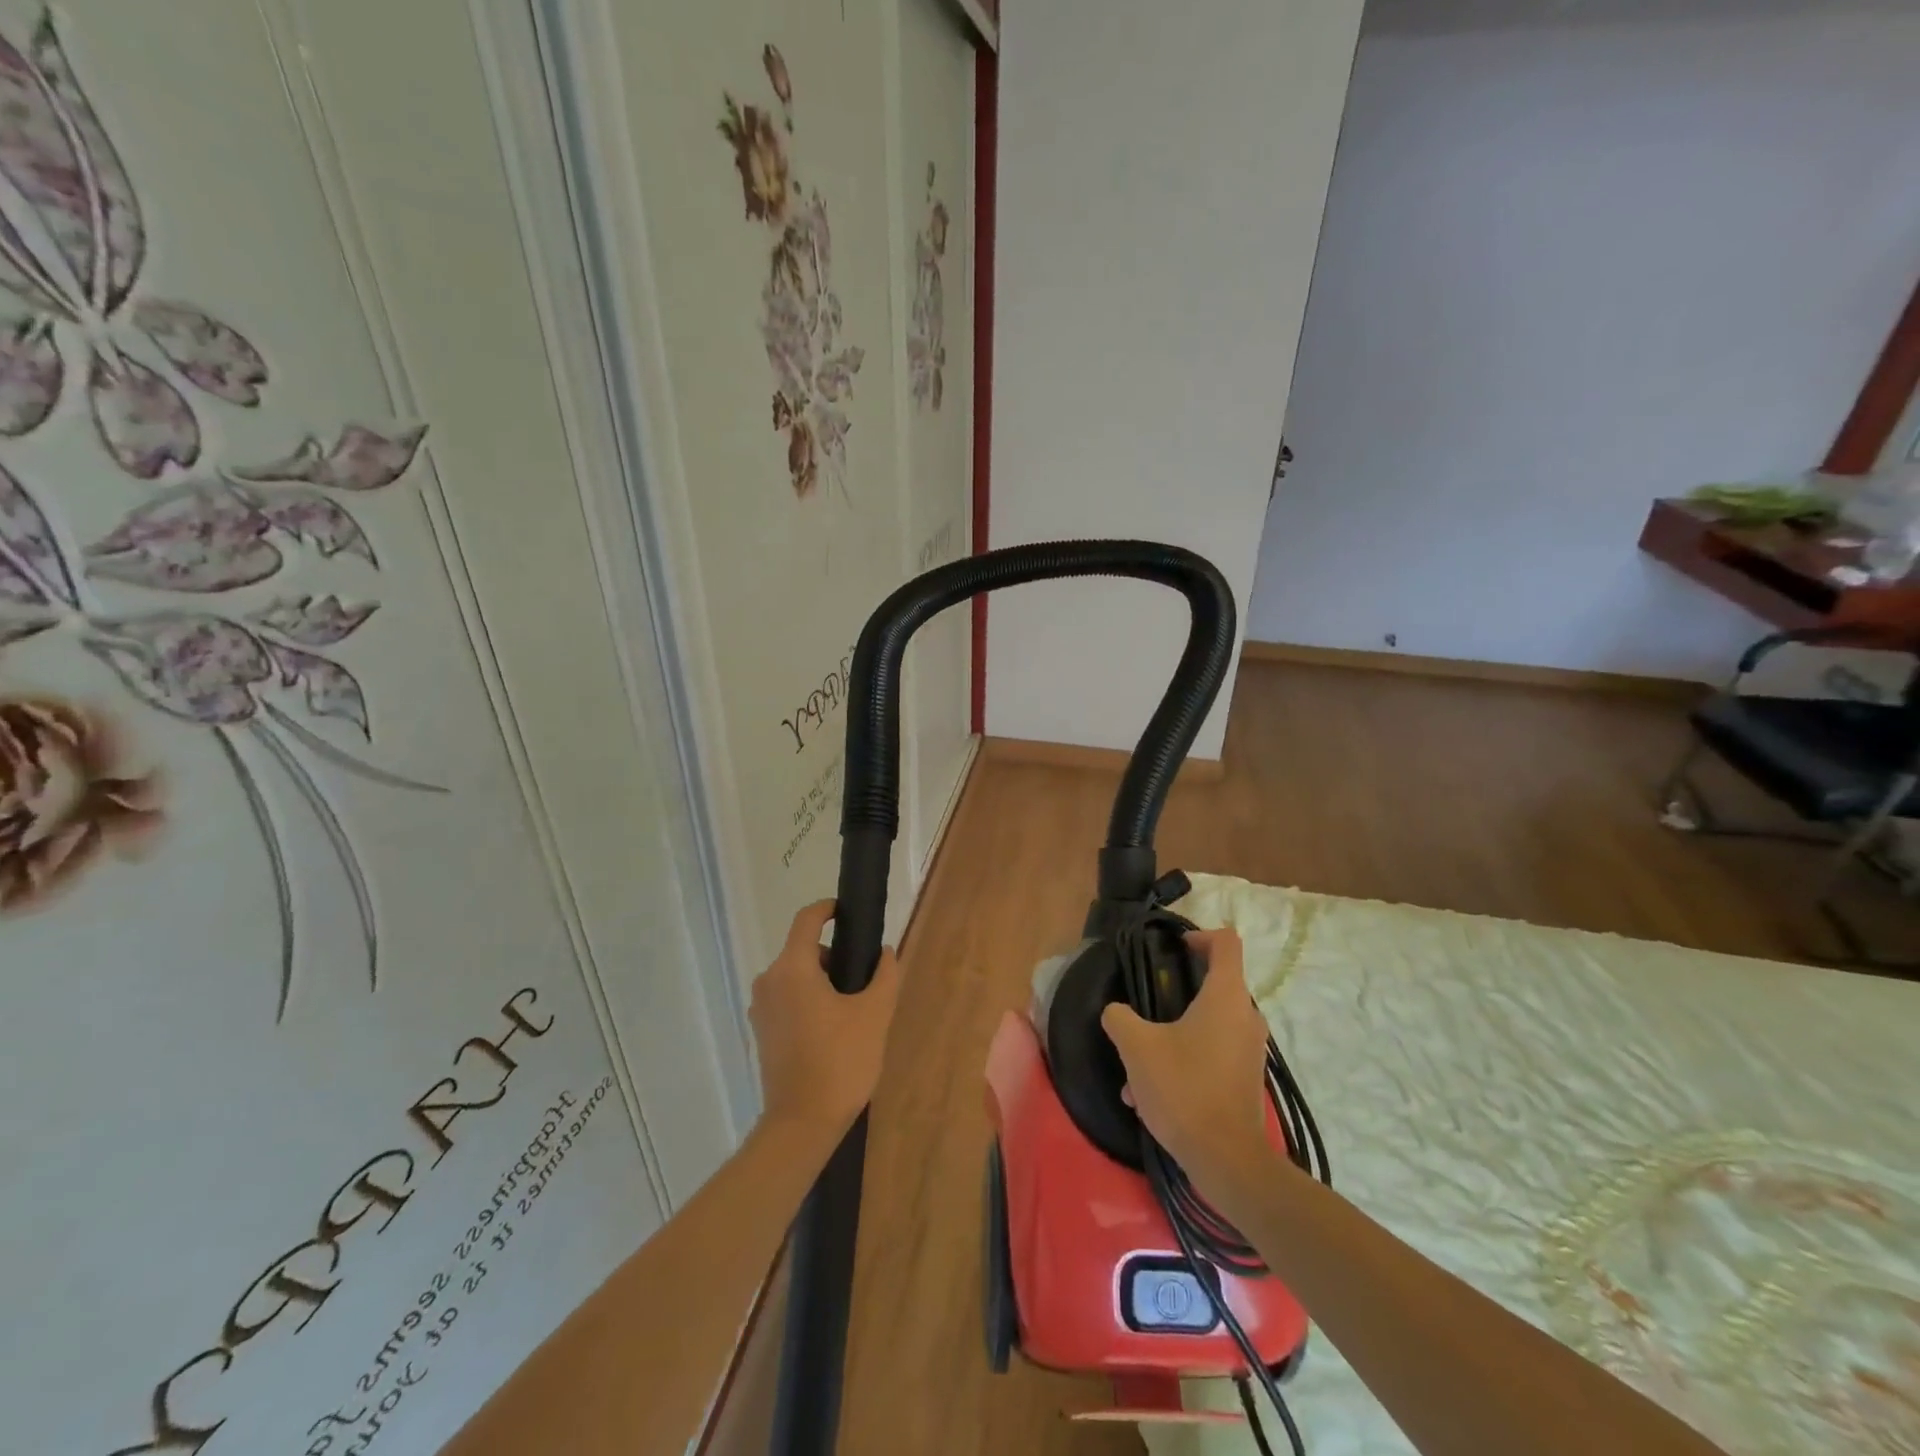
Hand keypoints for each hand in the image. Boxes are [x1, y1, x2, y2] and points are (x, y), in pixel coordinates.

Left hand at [749, 900, 901, 1140]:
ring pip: (796, 976)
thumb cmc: (840, 1061)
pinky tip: (831, 1031)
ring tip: (851, 1012)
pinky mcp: (761, 1031)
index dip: (828, 909)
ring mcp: (761, 1008)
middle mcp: (769, 981)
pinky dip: (809, 1001)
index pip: (807, 919)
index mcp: (792, 968)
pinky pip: (788, 999)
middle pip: (803, 950)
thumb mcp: (875, 1013)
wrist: (801, 1124)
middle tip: (863, 981)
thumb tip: (885, 953)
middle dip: (834, 957)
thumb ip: (884, 974)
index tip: (848, 913)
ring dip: (822, 982)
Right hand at [1101, 928, 1270, 1200]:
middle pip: (1217, 982)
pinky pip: (1213, 1052)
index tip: (1173, 949)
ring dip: (1175, 1031)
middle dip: (1179, 988)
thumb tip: (1115, 1011)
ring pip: (1210, 1022)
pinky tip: (1148, 1091)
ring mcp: (1250, 1049)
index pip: (1226, 942)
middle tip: (1147, 1002)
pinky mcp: (1246, 1078)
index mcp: (1226, 996)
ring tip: (1137, 1060)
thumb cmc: (1183, 1089)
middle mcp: (1246, 1016)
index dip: (1199, 935)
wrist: (1226, 1160)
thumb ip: (1120, 1018)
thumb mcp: (1137, 1047)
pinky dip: (1185, 1058)